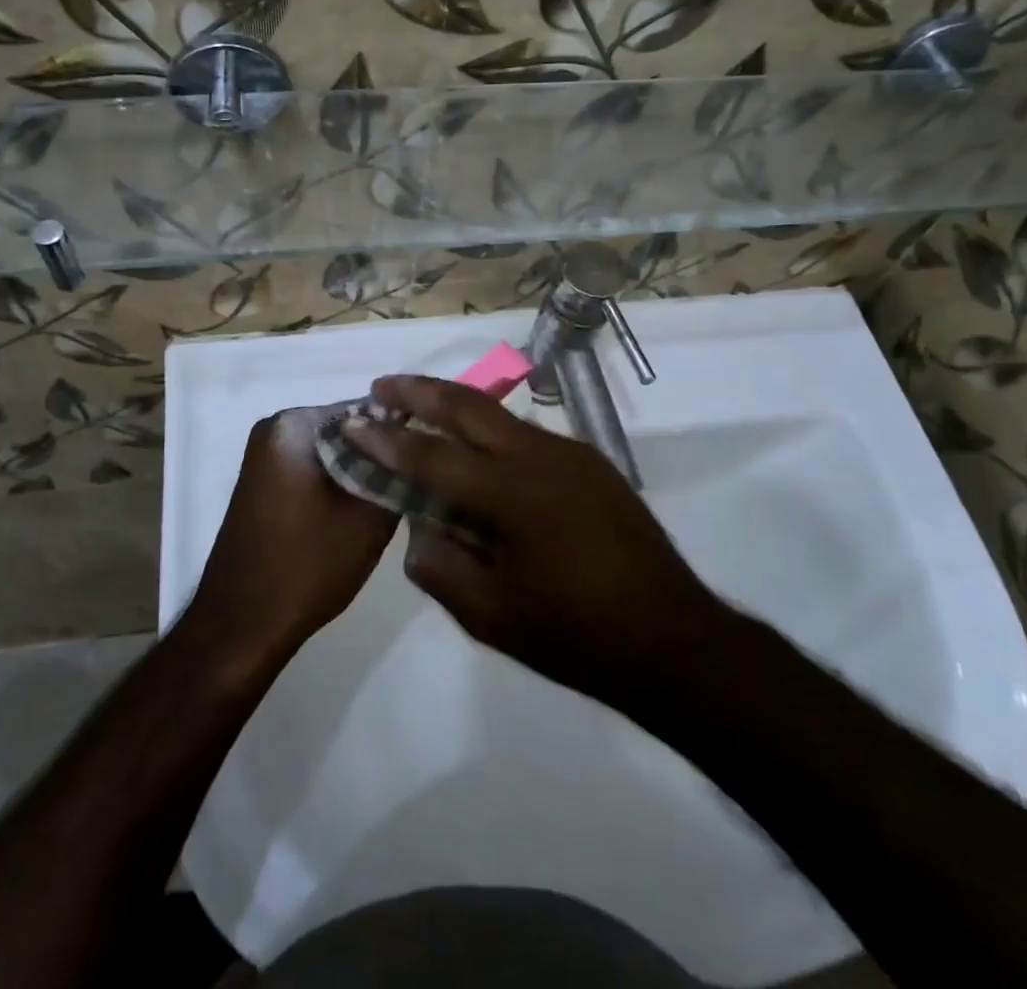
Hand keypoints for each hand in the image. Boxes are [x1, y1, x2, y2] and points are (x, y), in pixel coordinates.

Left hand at [186, 407, 398, 673]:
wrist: (241, 627)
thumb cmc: (306, 567)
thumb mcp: (370, 519)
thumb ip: (399, 472)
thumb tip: (421, 448)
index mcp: (294, 424)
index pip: (369, 409)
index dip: (404, 434)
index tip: (431, 462)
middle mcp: (274, 427)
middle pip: (350, 428)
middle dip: (381, 453)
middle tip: (414, 485)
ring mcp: (265, 456)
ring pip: (334, 451)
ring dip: (362, 471)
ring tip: (393, 501)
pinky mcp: (264, 483)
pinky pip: (315, 468)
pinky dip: (339, 484)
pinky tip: (359, 514)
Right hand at [342, 374, 725, 711]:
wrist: (673, 639)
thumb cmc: (575, 636)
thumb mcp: (489, 616)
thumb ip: (439, 565)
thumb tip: (419, 524)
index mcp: (512, 494)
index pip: (432, 455)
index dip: (386, 439)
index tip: (353, 422)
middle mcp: (541, 456)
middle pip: (468, 406)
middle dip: (420, 391)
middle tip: (382, 387)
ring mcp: (571, 453)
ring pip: (500, 416)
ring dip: (456, 408)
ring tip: (421, 412)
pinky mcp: (591, 463)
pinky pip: (527, 436)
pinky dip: (491, 433)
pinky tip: (478, 454)